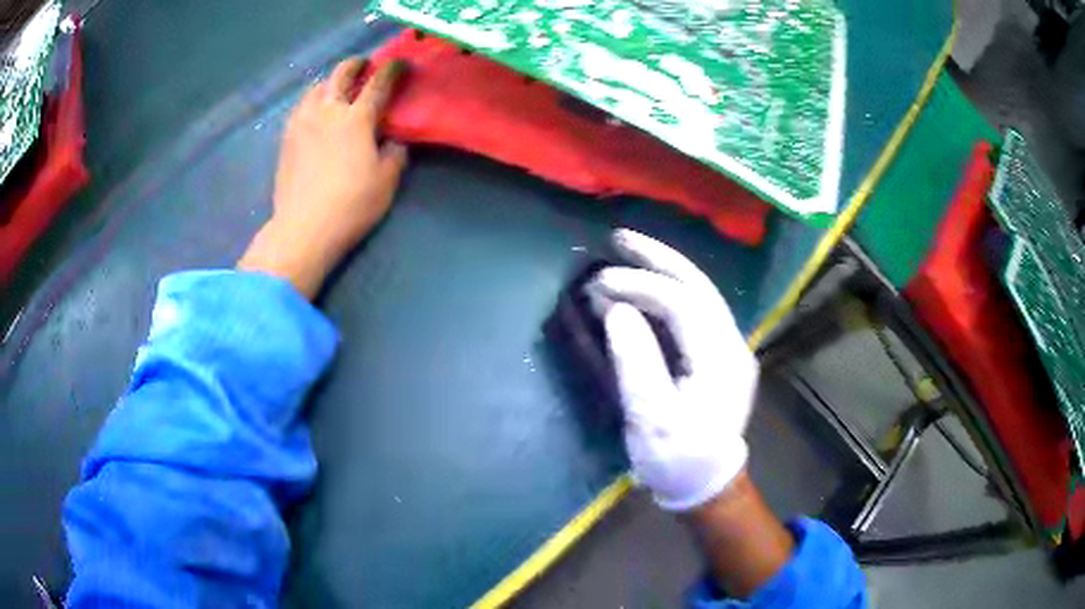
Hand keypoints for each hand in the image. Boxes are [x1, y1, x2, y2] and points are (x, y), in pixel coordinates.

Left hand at [238, 58, 408, 297]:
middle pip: (341, 74)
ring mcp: (302, 123)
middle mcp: (328, 112)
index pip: (379, 84)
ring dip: (329, 82)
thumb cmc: (351, 205)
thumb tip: (394, 141)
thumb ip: (395, 154)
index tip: (400, 64)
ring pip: (315, 88)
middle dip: (355, 65)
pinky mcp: (286, 139)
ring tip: (335, 90)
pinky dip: (310, 102)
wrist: (304, 228)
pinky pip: (299, 108)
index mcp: (357, 119)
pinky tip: (313, 112)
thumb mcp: (386, 181)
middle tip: (363, 67)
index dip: (392, 70)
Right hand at [589, 229, 758, 510]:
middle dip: (658, 258)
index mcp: (720, 359)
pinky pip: (694, 310)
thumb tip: (617, 310)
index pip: (682, 303)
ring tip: (629, 251)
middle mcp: (732, 344)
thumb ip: (636, 361)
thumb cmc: (677, 458)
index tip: (598, 285)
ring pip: (699, 294)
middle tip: (619, 238)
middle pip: (698, 286)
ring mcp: (729, 348)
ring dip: (664, 269)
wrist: (706, 484)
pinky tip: (647, 285)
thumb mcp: (651, 418)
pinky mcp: (718, 355)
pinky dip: (668, 291)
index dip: (640, 286)